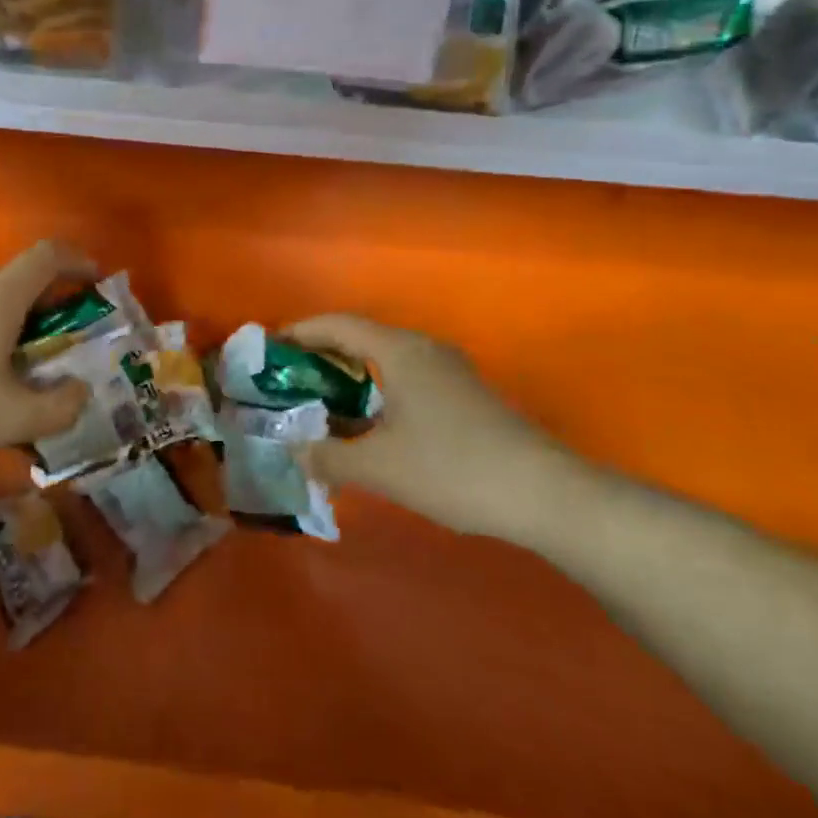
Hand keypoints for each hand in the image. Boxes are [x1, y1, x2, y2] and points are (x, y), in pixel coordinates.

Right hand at [285, 314, 596, 548]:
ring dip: (353, 373)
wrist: (545, 493)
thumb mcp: (380, 467)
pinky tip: (372, 424)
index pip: (339, 324)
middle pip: (363, 336)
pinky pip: (408, 376)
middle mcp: (424, 348)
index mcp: (400, 351)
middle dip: (323, 353)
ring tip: (324, 401)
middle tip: (291, 378)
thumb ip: (330, 457)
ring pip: (387, 358)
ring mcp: (450, 369)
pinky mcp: (467, 393)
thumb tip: (296, 451)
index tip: (272, 347)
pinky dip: (378, 388)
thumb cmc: (452, 468)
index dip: (301, 331)